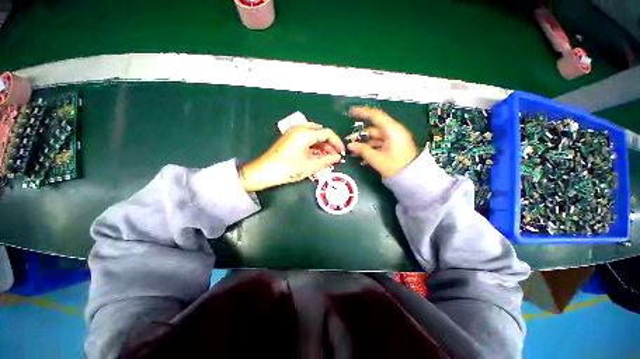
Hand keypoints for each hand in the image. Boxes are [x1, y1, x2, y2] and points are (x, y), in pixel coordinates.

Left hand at [239, 123, 344, 191]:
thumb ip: (326, 161)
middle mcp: (299, 128)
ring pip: (314, 135)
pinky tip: (316, 155)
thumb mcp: (309, 166)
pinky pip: (306, 138)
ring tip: (327, 157)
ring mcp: (293, 132)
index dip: (337, 143)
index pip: (327, 133)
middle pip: (321, 133)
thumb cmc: (287, 169)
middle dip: (329, 144)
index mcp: (305, 133)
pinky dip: (313, 145)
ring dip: (322, 145)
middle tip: (334, 157)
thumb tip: (338, 157)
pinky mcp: (289, 137)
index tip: (342, 153)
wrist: (263, 172)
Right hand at [347, 107, 417, 177]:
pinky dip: (371, 147)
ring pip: (376, 137)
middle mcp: (393, 132)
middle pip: (374, 129)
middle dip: (361, 135)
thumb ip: (362, 150)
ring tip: (354, 151)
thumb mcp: (377, 159)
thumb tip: (350, 145)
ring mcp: (394, 139)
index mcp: (392, 130)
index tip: (351, 112)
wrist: (412, 177)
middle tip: (350, 142)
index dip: (362, 112)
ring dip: (365, 143)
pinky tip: (363, 156)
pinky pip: (380, 143)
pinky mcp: (394, 146)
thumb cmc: (396, 166)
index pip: (376, 116)